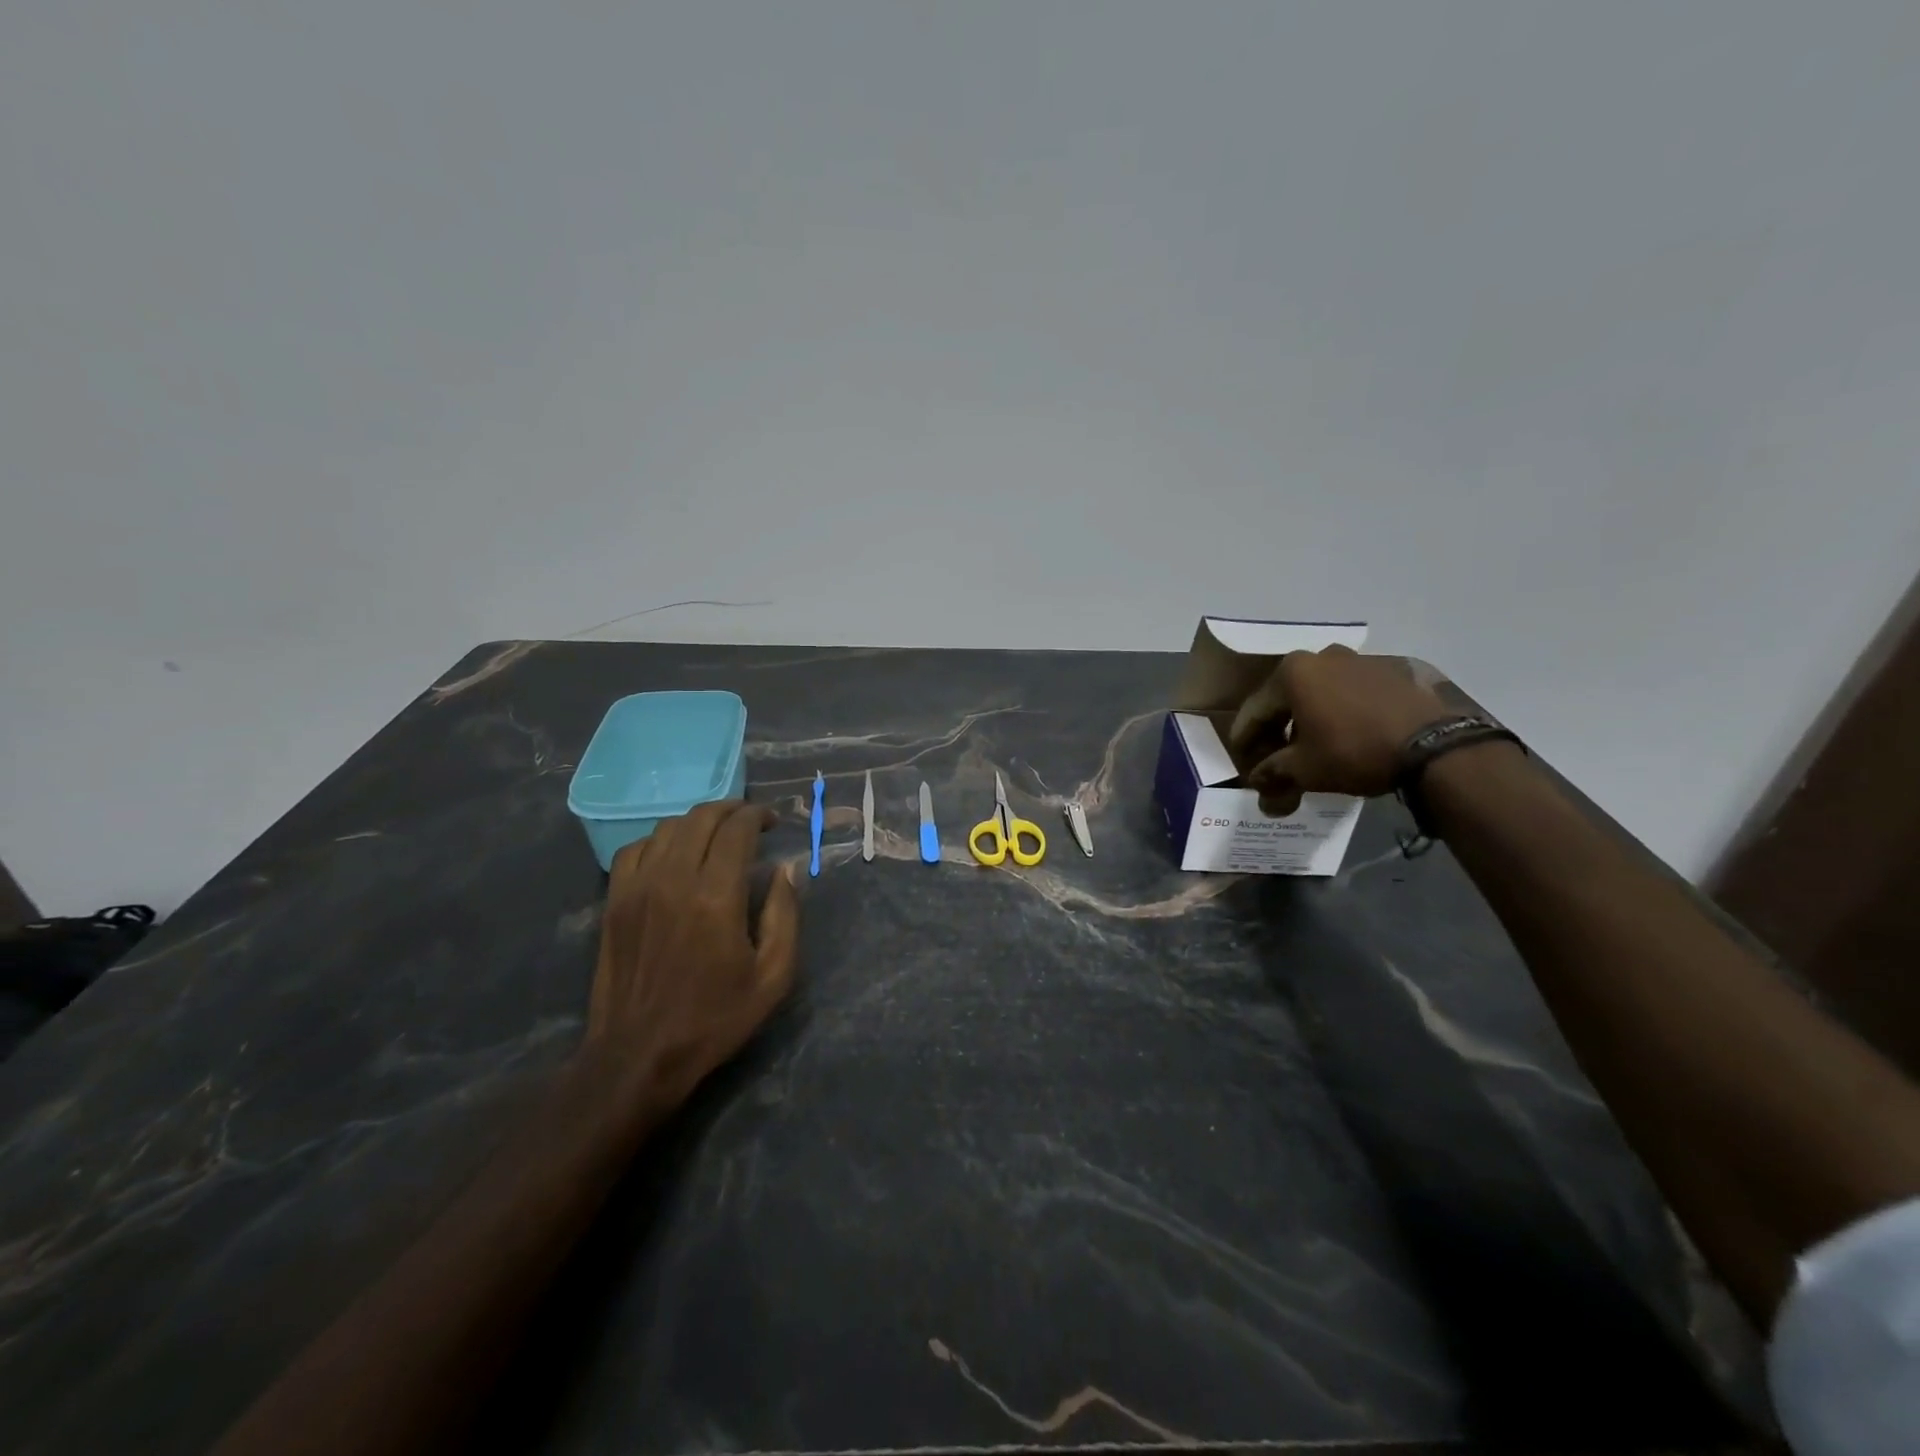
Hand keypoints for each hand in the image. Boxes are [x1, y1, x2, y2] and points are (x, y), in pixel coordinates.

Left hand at [582, 801, 799, 1115]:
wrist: (639, 1055)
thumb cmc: (714, 1018)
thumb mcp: (773, 976)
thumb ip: (785, 915)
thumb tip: (786, 869)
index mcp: (715, 896)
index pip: (736, 829)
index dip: (758, 816)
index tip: (773, 822)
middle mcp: (673, 879)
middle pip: (701, 817)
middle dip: (731, 810)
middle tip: (750, 822)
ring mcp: (637, 888)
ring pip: (668, 827)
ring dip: (698, 822)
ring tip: (716, 835)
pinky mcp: (615, 902)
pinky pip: (634, 849)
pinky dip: (660, 840)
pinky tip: (674, 855)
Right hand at [1227, 646, 1451, 815]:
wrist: (1433, 747)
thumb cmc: (1353, 751)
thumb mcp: (1304, 769)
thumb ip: (1272, 773)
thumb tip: (1258, 787)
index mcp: (1292, 672)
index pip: (1254, 712)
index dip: (1244, 743)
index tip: (1244, 766)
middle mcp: (1321, 656)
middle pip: (1285, 700)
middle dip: (1276, 732)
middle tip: (1272, 761)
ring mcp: (1358, 660)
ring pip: (1317, 695)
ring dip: (1306, 722)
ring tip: (1309, 752)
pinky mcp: (1388, 672)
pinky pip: (1348, 695)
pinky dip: (1337, 715)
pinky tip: (1342, 739)